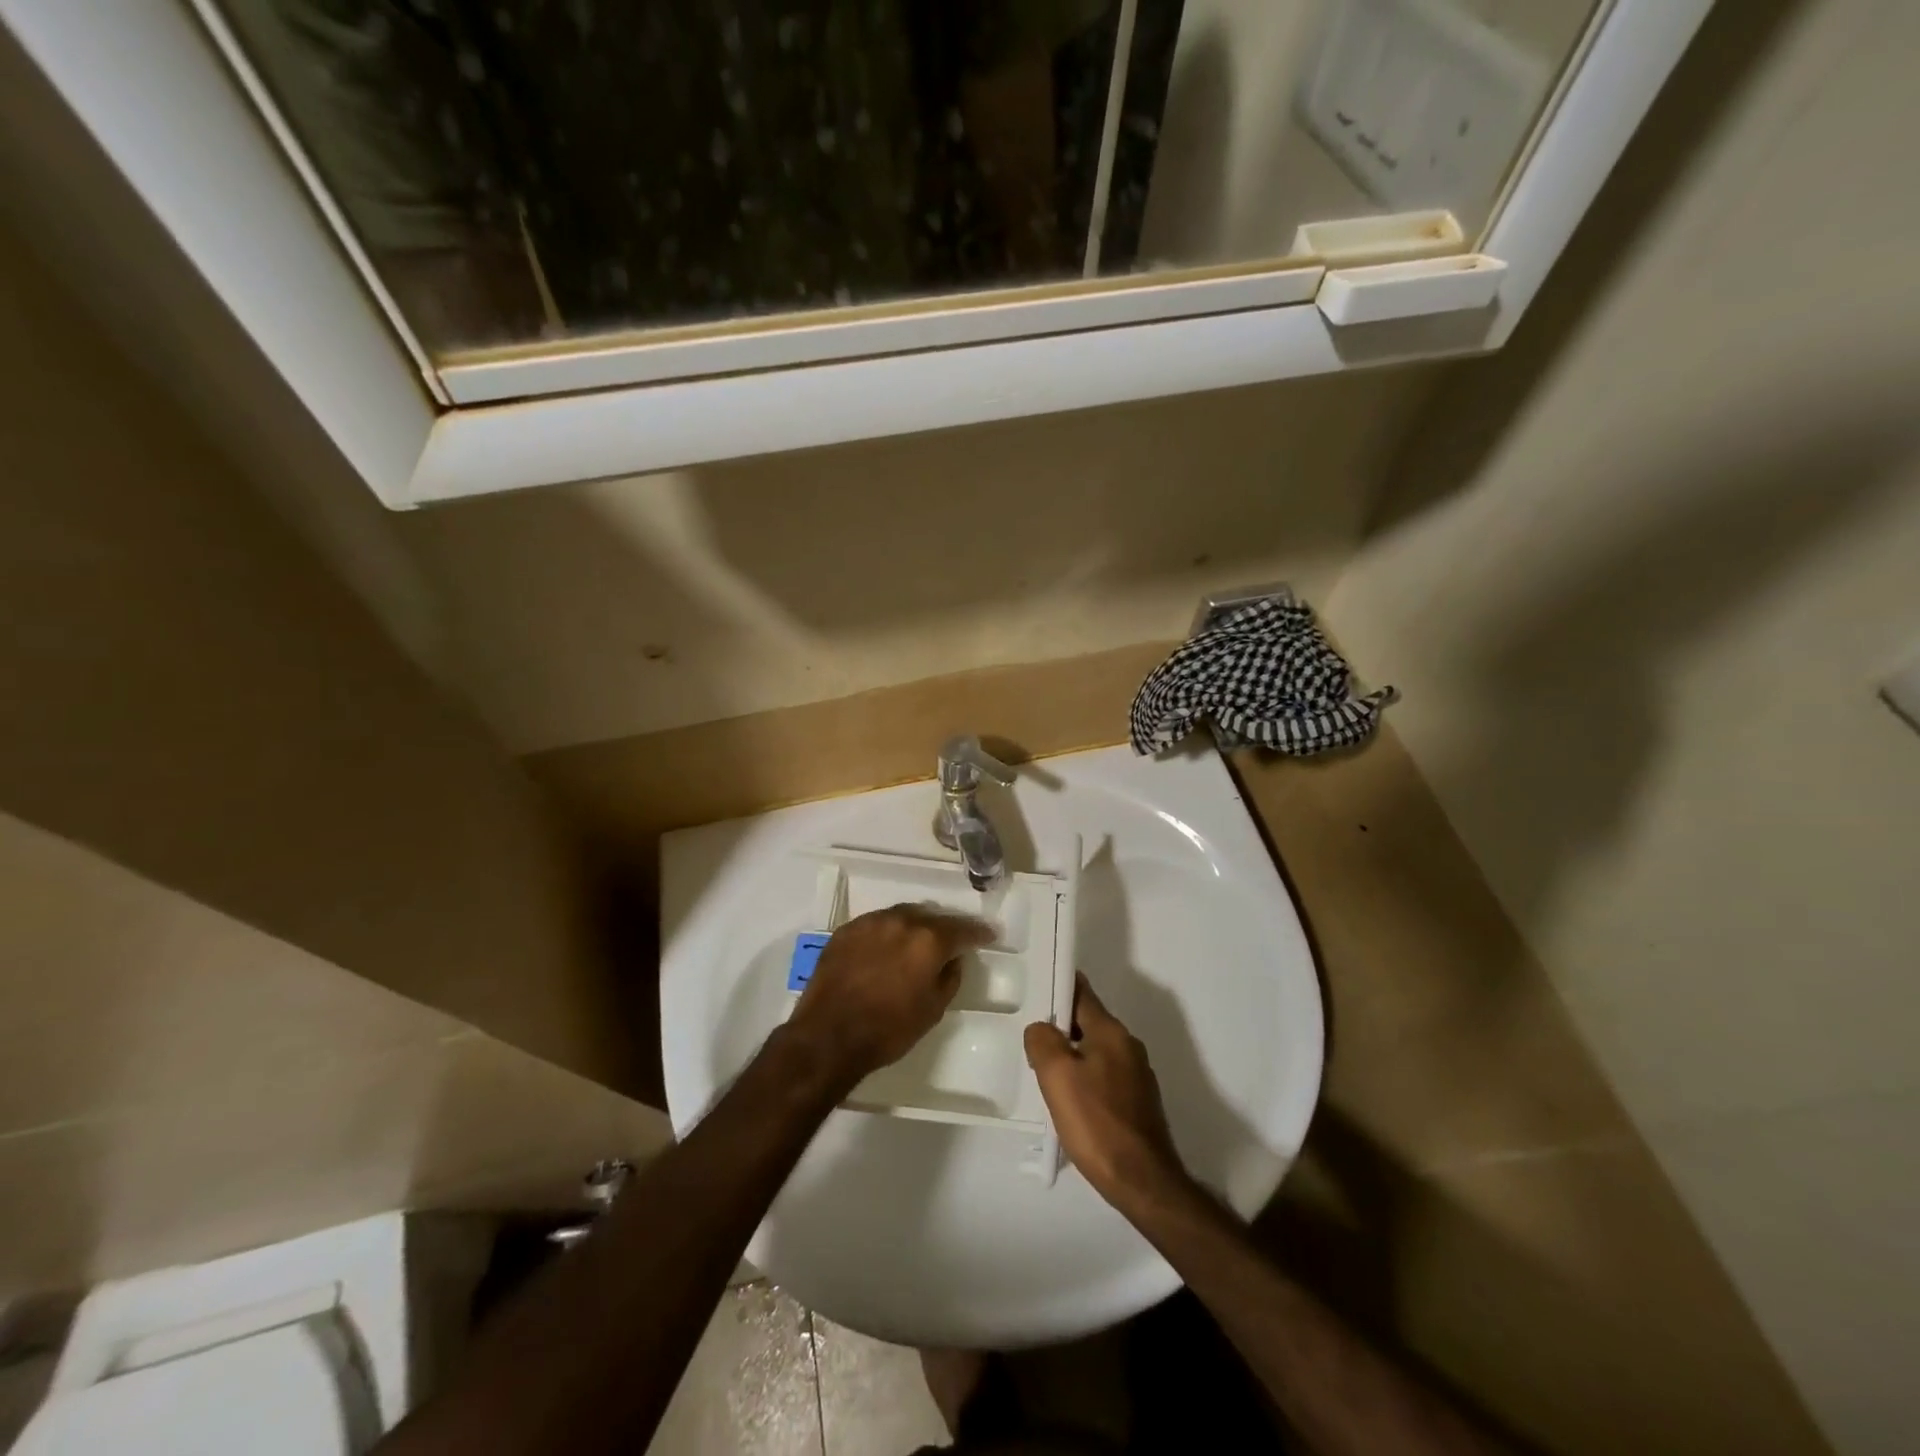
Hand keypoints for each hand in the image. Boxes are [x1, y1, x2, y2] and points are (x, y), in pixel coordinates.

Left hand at [787, 905, 992, 1091]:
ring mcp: (871, 922)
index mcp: (928, 940)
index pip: (962, 929)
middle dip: (945, 927)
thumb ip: (950, 978)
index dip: (978, 932)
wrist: (828, 1035)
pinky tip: (887, 947)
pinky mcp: (846, 930)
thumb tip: (953, 960)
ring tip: (919, 941)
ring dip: (915, 926)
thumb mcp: (932, 1010)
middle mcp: (901, 921)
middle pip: (932, 917)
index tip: (989, 935)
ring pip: (903, 916)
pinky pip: (877, 924)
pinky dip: (888, 932)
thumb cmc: (888, 1029)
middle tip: (953, 940)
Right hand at [1025, 975, 1186, 1205]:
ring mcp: (1137, 1076)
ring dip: (1073, 1056)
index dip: (1059, 986)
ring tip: (1046, 1073)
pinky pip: (1105, 1076)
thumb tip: (1041, 1028)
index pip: (1082, 993)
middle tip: (1032, 1038)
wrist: (1143, 1182)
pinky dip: (1086, 1079)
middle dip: (1062, 1026)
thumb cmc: (1097, 1123)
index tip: (1038, 984)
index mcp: (1111, 1032)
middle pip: (1089, 1023)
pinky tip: (1071, 1102)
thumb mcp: (1057, 1076)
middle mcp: (1128, 1046)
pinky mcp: (1139, 1103)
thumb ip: (1043, 1041)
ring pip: (1096, 1051)